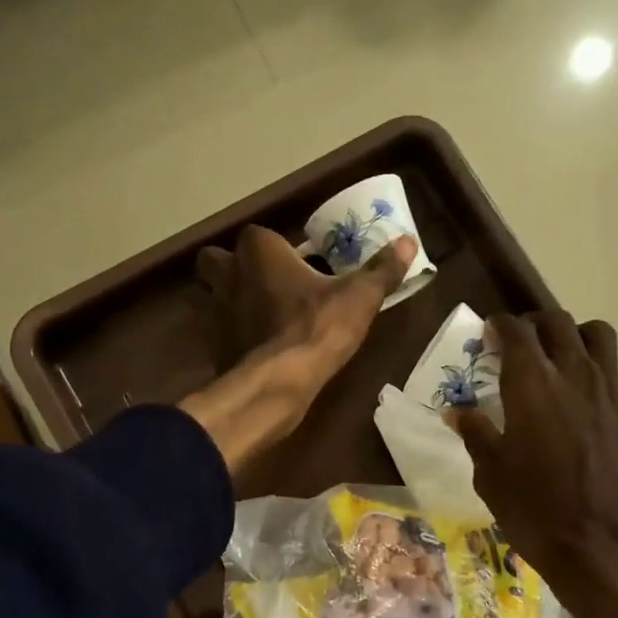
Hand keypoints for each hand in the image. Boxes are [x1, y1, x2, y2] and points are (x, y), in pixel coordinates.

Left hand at [179, 225, 416, 473]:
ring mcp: (215, 311)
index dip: (275, 248)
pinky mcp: (212, 345)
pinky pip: (217, 332)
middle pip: (216, 260)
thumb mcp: (359, 298)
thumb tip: (408, 241)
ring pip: (210, 295)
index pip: (259, 234)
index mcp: (258, 250)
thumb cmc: (318, 327)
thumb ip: (381, 270)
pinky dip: (229, 336)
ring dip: (227, 301)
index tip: (297, 263)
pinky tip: (253, 347)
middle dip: (232, 268)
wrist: (280, 382)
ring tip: (257, 315)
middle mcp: (228, 273)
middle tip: (263, 284)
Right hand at [453, 313, 617, 617]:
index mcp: (532, 384)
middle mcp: (573, 375)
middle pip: (557, 323)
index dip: (499, 325)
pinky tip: (572, 398)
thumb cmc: (535, 510)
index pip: (516, 331)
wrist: (604, 546)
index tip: (487, 333)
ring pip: (594, 335)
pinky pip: (609, 368)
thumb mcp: (491, 475)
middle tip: (514, 344)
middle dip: (532, 324)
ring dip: (570, 335)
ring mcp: (606, 392)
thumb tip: (457, 412)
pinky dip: (590, 365)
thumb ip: (476, 434)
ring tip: (553, 358)